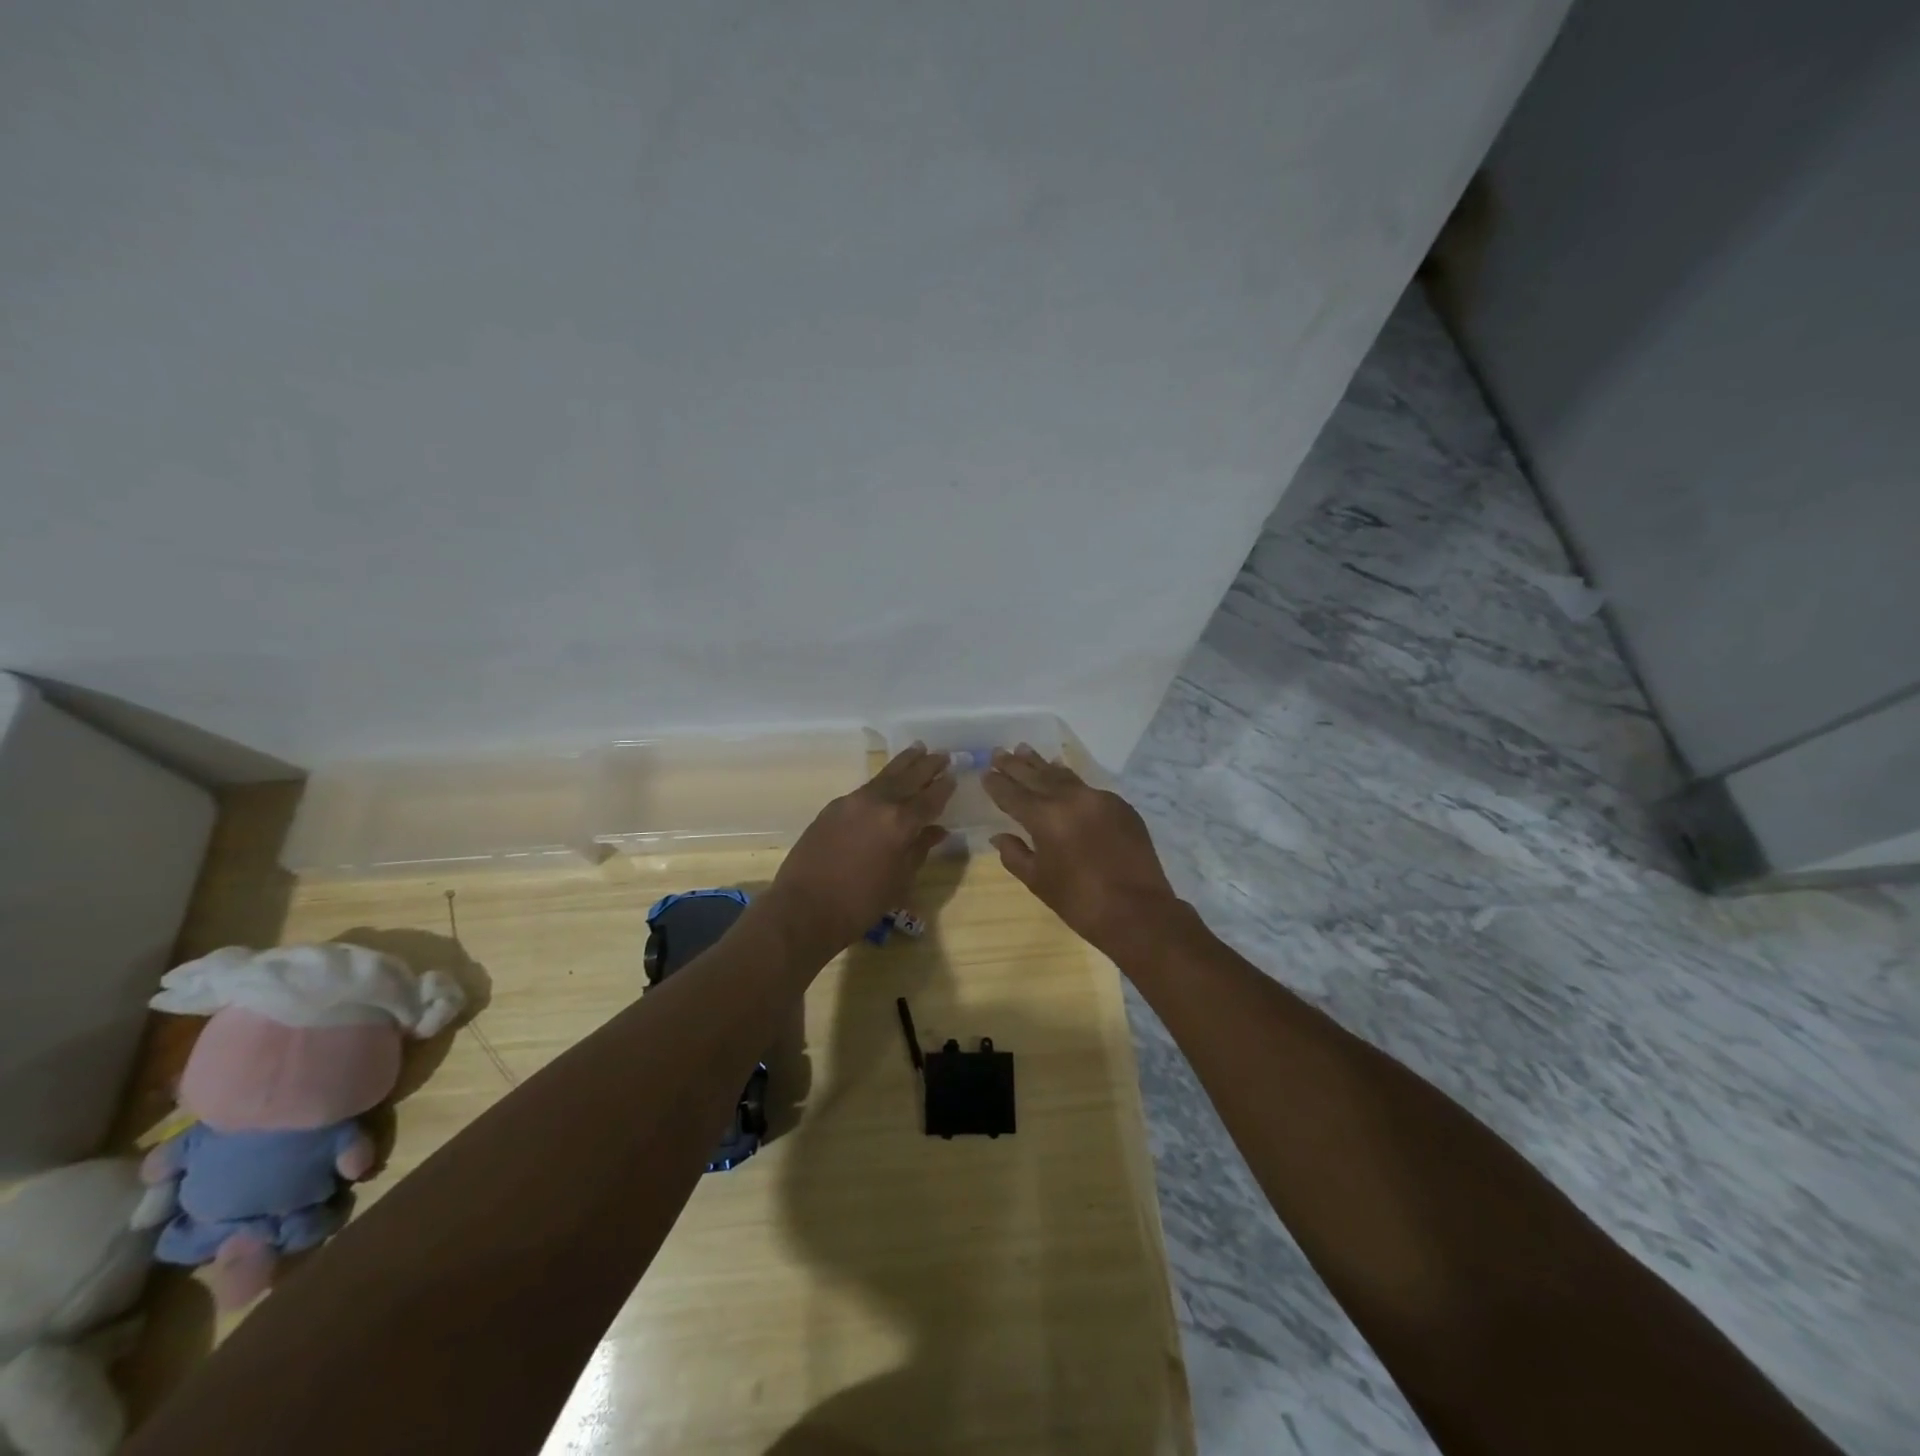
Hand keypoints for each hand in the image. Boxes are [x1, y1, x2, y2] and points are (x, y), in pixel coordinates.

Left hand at [760, 745, 954, 955]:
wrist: (804, 907)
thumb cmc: (860, 903)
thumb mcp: (900, 880)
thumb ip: (920, 849)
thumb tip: (937, 830)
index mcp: (900, 822)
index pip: (929, 798)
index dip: (944, 787)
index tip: (954, 776)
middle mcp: (878, 803)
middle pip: (908, 778)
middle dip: (927, 765)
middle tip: (942, 754)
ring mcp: (852, 802)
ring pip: (884, 776)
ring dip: (903, 763)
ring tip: (918, 748)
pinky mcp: (833, 807)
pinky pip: (865, 788)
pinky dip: (881, 781)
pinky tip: (886, 782)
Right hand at [983, 746, 1185, 955]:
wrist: (1138, 912)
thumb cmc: (1080, 902)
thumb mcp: (1038, 881)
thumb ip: (1015, 854)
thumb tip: (999, 836)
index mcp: (1045, 818)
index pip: (1013, 794)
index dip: (997, 783)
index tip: (985, 772)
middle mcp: (1071, 799)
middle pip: (1037, 776)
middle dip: (1015, 765)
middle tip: (999, 752)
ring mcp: (1099, 799)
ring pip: (1063, 776)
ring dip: (1042, 765)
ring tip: (1025, 750)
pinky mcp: (1120, 806)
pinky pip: (1087, 787)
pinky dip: (1069, 779)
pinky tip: (1062, 775)